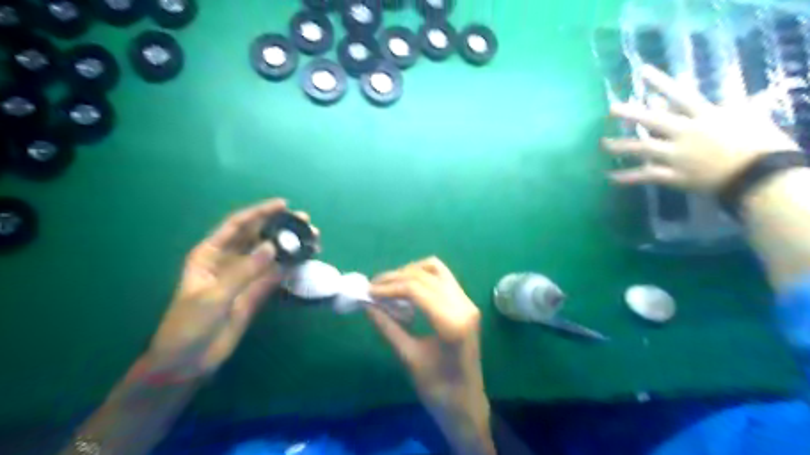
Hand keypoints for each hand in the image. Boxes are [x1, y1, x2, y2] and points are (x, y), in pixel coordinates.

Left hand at [146, 197, 312, 378]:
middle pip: (257, 236)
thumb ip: (244, 270)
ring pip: (270, 254)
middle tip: (305, 221)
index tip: (283, 205)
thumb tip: (273, 246)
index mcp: (210, 253)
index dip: (259, 213)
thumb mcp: (213, 295)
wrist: (190, 360)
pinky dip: (290, 265)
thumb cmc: (190, 324)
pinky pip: (276, 274)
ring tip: (312, 238)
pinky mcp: (257, 292)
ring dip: (290, 246)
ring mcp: (245, 276)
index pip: (237, 225)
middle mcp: (229, 260)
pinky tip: (305, 258)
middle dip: (280, 227)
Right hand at [367, 258, 493, 452]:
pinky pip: (442, 278)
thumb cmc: (438, 390)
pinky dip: (422, 277)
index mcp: (452, 322)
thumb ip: (387, 327)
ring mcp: (467, 302)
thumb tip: (366, 304)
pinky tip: (407, 290)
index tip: (368, 291)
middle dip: (396, 277)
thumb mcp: (409, 358)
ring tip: (389, 285)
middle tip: (373, 287)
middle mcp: (464, 305)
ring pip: (436, 270)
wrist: (467, 404)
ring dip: (410, 272)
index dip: (389, 286)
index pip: (416, 289)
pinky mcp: (466, 304)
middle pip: (425, 275)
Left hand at [600, 64, 795, 191]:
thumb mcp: (746, 115)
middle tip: (611, 109)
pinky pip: (645, 176)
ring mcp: (677, 156)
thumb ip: (730, 100)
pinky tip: (610, 177)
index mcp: (705, 116)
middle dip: (631, 114)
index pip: (679, 94)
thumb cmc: (759, 143)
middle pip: (653, 121)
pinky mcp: (674, 175)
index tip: (642, 71)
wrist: (761, 175)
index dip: (660, 82)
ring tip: (604, 144)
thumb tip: (725, 86)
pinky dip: (627, 178)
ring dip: (621, 146)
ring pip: (642, 149)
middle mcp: (686, 133)